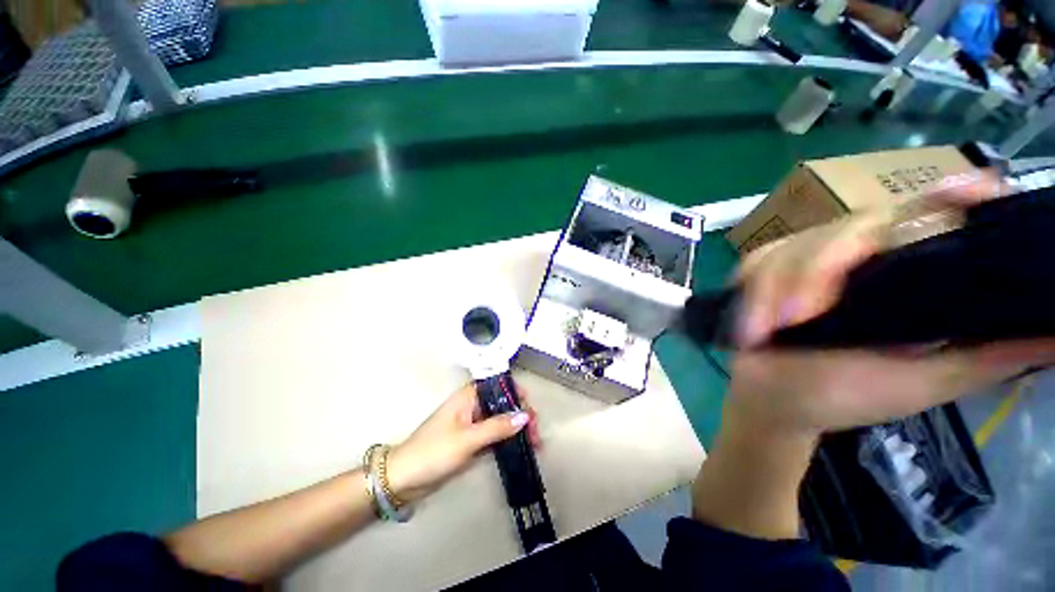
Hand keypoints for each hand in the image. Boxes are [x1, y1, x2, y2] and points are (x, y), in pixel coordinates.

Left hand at [386, 383, 539, 502]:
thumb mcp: (467, 439)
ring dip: (518, 429)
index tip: (531, 412)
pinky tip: (522, 448)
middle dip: (522, 415)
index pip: (500, 386)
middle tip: (536, 434)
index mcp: (469, 396)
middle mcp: (473, 405)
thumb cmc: (433, 452)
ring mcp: (473, 423)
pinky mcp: (473, 439)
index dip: (518, 394)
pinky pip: (496, 434)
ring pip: (502, 419)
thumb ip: (497, 427)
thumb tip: (526, 416)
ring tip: (534, 443)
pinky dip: (509, 439)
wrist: (404, 478)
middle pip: (504, 403)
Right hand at [728, 177, 1054, 436]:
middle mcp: (865, 258)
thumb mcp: (922, 382)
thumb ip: (987, 356)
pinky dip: (751, 285)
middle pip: (853, 227)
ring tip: (763, 330)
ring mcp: (809, 260)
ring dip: (774, 287)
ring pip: (795, 245)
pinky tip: (751, 314)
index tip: (961, 194)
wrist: (771, 399)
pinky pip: (758, 259)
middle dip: (818, 270)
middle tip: (798, 317)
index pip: (938, 217)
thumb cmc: (842, 396)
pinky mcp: (766, 268)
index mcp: (912, 279)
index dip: (953, 197)